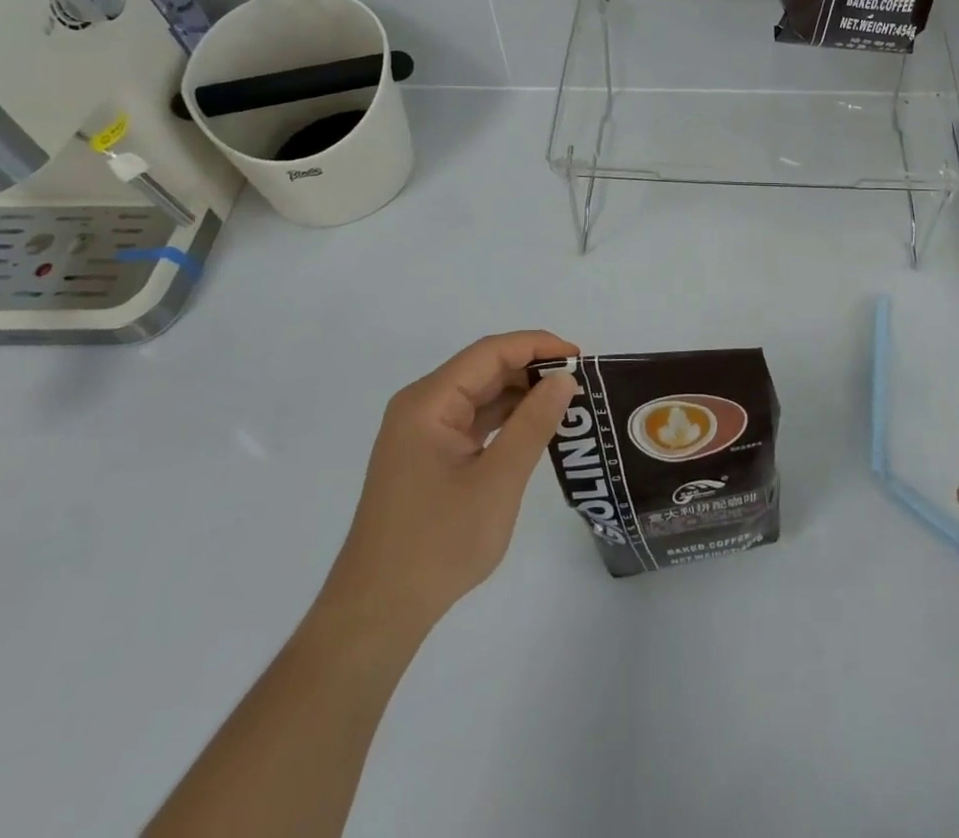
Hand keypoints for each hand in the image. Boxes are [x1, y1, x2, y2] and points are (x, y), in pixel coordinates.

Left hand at [319, 331, 579, 641]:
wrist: (378, 613)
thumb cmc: (438, 543)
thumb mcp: (497, 481)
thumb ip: (533, 424)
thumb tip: (564, 378)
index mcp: (428, 402)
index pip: (490, 353)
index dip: (537, 345)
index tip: (580, 357)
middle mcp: (421, 407)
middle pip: (483, 369)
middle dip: (532, 369)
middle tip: (580, 382)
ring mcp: (421, 433)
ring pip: (479, 395)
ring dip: (521, 395)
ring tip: (566, 403)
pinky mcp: (427, 457)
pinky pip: (472, 421)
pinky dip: (505, 420)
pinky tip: (535, 429)